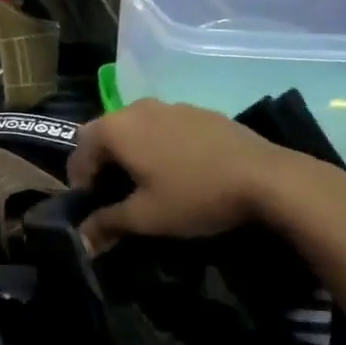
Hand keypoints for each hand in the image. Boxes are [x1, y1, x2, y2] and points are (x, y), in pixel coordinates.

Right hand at [68, 99, 345, 249]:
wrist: (267, 178)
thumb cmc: (194, 195)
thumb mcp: (146, 217)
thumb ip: (107, 224)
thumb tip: (81, 239)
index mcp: (116, 128)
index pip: (79, 153)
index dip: (80, 184)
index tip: (94, 209)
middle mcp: (137, 108)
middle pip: (105, 136)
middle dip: (104, 165)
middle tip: (117, 197)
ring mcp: (170, 105)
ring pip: (136, 129)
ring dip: (132, 153)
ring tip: (149, 183)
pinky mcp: (199, 110)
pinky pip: (164, 127)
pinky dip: (159, 145)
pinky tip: (180, 170)